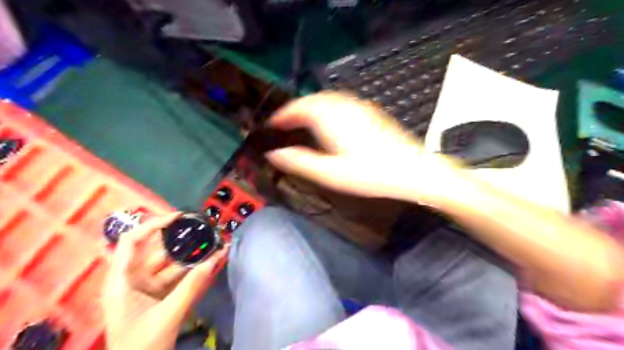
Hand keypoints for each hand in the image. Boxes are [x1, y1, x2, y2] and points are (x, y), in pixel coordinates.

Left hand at [103, 213, 228, 349]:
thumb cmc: (141, 348)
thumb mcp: (167, 316)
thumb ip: (191, 287)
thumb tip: (215, 259)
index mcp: (121, 281)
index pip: (132, 242)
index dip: (153, 225)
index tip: (179, 217)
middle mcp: (133, 279)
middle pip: (157, 250)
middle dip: (182, 240)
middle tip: (206, 230)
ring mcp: (148, 287)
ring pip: (172, 263)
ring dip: (192, 255)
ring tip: (215, 244)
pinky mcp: (161, 295)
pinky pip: (179, 276)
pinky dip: (194, 269)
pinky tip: (212, 262)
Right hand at [265, 92, 456, 201]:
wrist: (412, 169)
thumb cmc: (371, 174)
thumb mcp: (330, 173)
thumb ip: (299, 162)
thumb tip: (274, 154)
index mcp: (331, 118)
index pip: (298, 108)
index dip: (282, 116)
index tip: (272, 125)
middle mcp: (344, 106)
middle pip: (312, 100)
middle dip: (295, 109)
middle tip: (284, 124)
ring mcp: (359, 106)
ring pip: (326, 99)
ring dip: (310, 107)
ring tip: (301, 122)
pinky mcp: (369, 111)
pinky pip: (340, 102)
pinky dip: (326, 108)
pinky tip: (327, 122)